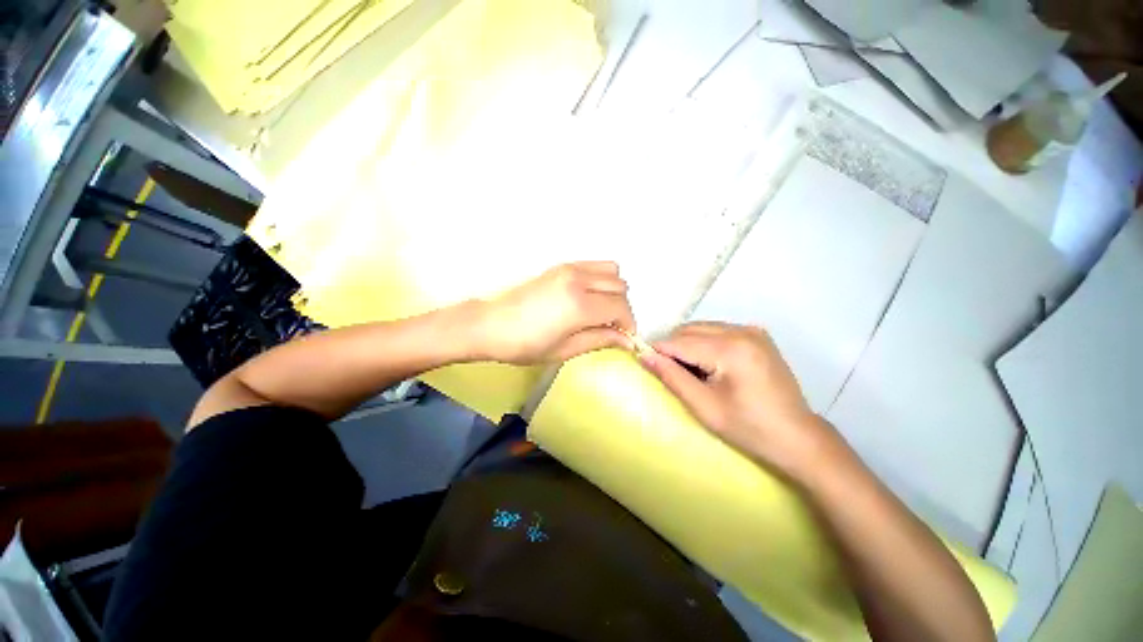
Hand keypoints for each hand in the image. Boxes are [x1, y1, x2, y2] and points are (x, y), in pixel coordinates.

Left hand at [474, 262, 635, 364]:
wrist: (491, 325)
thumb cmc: (524, 344)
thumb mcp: (565, 350)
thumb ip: (600, 340)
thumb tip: (626, 341)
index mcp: (580, 305)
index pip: (621, 308)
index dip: (628, 324)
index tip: (624, 337)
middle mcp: (578, 281)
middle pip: (620, 288)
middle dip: (622, 309)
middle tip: (611, 327)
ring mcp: (570, 269)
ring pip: (612, 271)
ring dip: (614, 291)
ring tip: (601, 310)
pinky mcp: (561, 266)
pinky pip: (594, 265)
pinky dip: (601, 278)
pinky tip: (590, 296)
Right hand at [639, 322, 835, 477]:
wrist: (798, 437)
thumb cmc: (749, 428)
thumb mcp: (704, 407)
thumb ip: (672, 377)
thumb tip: (644, 356)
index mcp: (731, 349)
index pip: (680, 342)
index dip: (658, 351)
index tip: (645, 363)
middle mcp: (742, 331)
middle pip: (690, 330)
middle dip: (673, 348)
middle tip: (670, 373)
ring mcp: (752, 330)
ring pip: (702, 328)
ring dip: (688, 345)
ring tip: (691, 372)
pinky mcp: (757, 335)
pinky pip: (718, 331)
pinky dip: (704, 343)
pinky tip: (710, 366)